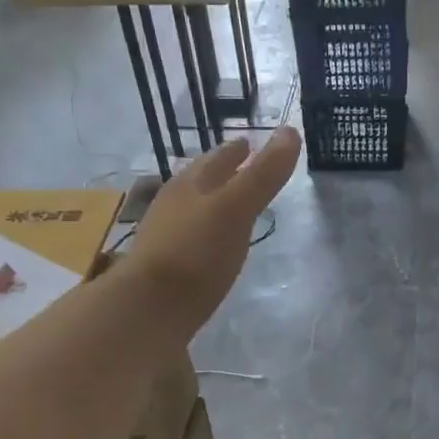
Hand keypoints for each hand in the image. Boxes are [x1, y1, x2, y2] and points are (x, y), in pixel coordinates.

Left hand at [127, 127, 301, 332]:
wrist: (148, 308)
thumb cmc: (197, 253)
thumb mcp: (237, 208)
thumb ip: (264, 173)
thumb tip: (291, 130)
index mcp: (191, 184)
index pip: (217, 158)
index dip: (237, 150)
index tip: (250, 144)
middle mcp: (173, 203)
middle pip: (200, 180)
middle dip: (220, 171)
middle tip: (241, 167)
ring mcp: (164, 235)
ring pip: (191, 207)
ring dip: (210, 200)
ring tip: (229, 203)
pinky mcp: (162, 266)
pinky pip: (187, 237)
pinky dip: (203, 231)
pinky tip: (211, 244)